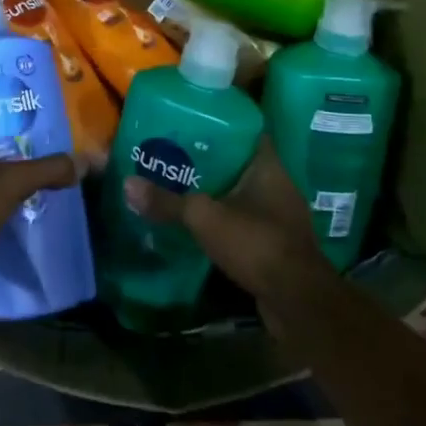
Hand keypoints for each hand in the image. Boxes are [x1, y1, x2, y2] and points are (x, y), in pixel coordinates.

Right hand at [124, 139, 335, 330]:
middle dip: (208, 161)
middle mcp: (277, 185)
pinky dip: (223, 220)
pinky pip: (243, 221)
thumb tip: (127, 183)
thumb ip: (168, 202)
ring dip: (215, 192)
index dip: (219, 123)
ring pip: (240, 194)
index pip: (246, 130)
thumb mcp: (204, 218)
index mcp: (268, 166)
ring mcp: (279, 216)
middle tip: (172, 155)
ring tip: (178, 187)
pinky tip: (197, 224)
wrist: (297, 302)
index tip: (189, 123)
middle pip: (238, 163)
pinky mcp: (275, 244)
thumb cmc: (256, 243)